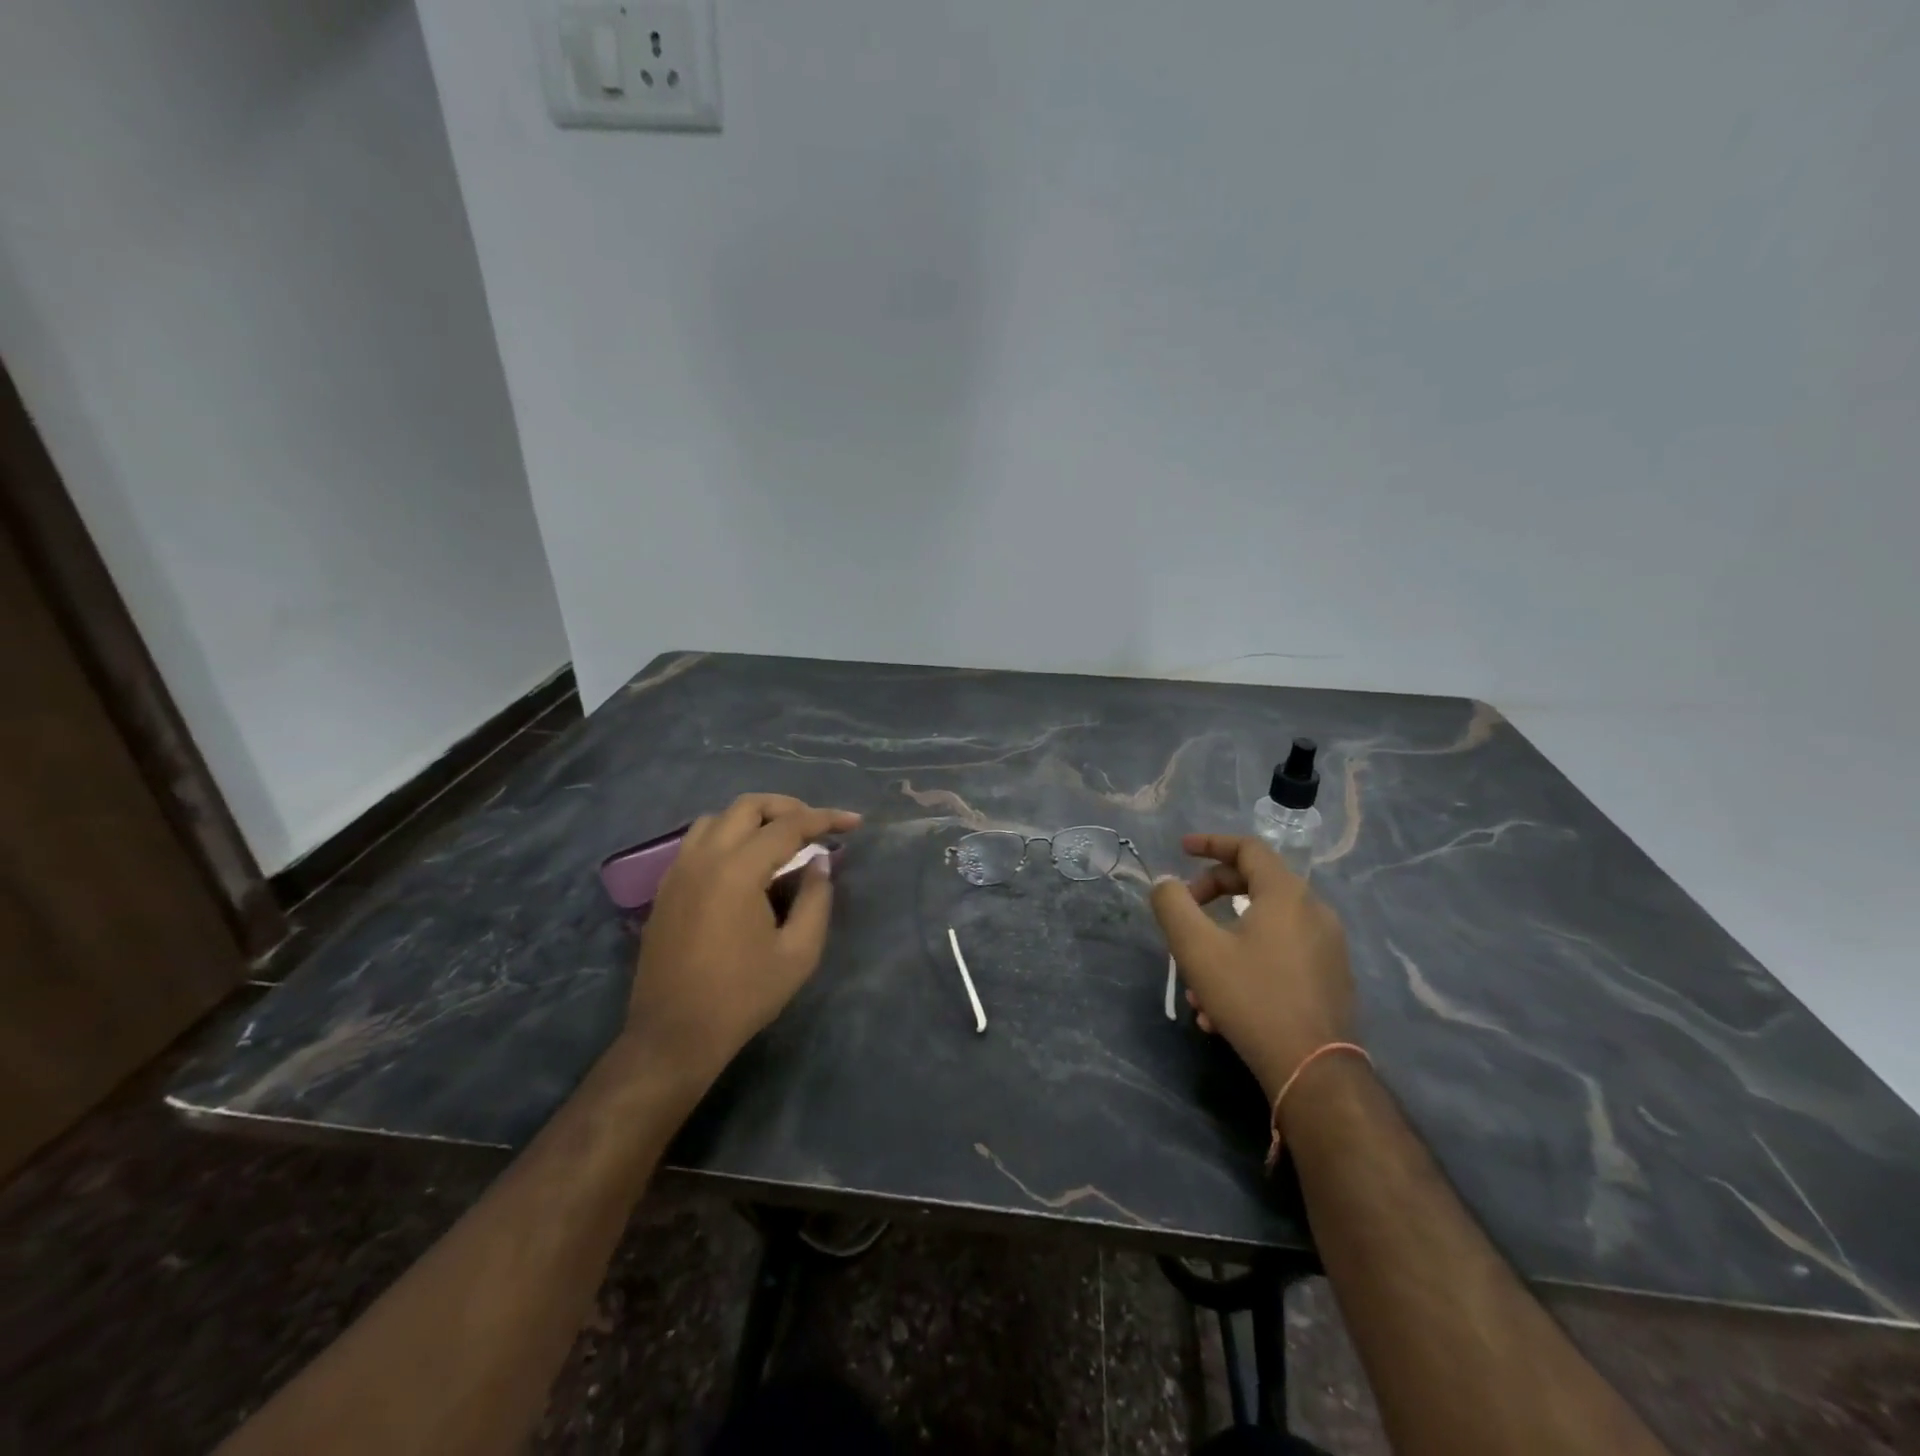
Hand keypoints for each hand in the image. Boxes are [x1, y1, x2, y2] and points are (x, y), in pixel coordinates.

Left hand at [625, 793, 861, 1088]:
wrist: (673, 1035)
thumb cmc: (742, 996)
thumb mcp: (798, 953)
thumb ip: (816, 900)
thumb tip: (819, 863)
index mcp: (737, 870)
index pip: (788, 826)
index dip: (825, 819)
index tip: (854, 822)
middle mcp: (704, 858)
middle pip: (748, 806)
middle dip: (787, 807)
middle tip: (816, 826)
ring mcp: (678, 871)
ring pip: (718, 818)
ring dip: (754, 819)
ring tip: (781, 839)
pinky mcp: (666, 888)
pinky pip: (698, 842)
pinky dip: (728, 836)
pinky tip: (746, 863)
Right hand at [1150, 834, 1354, 1099]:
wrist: (1313, 1070)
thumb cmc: (1251, 998)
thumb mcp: (1197, 948)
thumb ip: (1173, 905)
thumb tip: (1166, 883)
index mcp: (1286, 894)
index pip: (1248, 848)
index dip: (1211, 843)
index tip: (1181, 849)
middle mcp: (1314, 911)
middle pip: (1255, 884)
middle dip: (1211, 895)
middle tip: (1182, 914)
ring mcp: (1327, 946)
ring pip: (1263, 926)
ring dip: (1223, 940)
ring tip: (1193, 981)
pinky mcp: (1329, 978)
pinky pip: (1279, 954)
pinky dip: (1246, 962)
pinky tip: (1219, 1007)